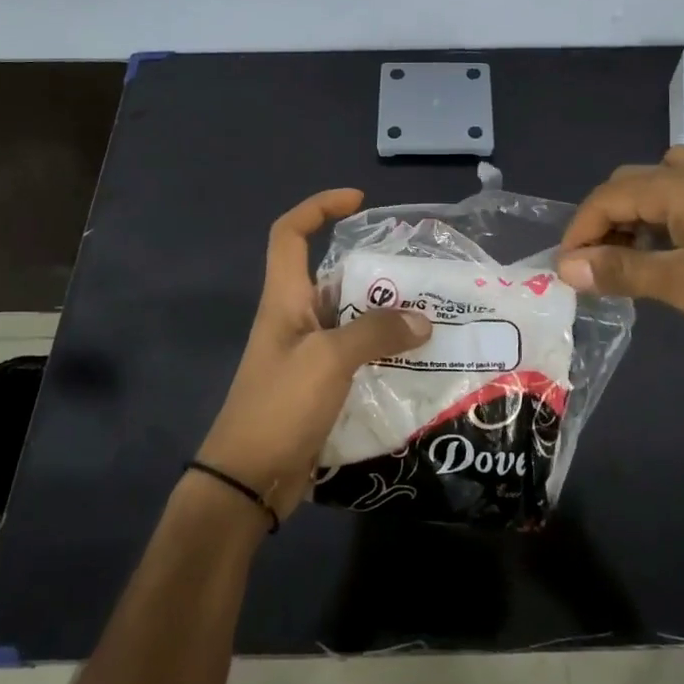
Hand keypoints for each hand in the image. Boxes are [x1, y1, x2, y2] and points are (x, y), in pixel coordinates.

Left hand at [196, 188, 431, 520]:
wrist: (248, 482)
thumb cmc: (278, 407)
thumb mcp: (329, 360)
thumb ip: (376, 333)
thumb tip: (424, 319)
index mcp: (285, 299)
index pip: (289, 233)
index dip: (319, 207)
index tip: (359, 202)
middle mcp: (296, 319)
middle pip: (335, 277)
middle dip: (377, 272)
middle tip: (424, 275)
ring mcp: (309, 355)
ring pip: (353, 320)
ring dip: (388, 317)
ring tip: (435, 317)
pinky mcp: (321, 387)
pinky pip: (359, 357)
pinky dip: (386, 354)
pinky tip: (420, 363)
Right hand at [557, 146, 683, 376]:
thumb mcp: (682, 284)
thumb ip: (621, 270)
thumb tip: (565, 266)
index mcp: (681, 185)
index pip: (608, 195)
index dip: (580, 230)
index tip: (566, 271)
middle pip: (631, 184)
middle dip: (602, 220)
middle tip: (593, 265)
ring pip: (659, 189)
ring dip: (632, 218)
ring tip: (625, 260)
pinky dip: (660, 223)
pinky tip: (665, 257)